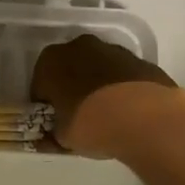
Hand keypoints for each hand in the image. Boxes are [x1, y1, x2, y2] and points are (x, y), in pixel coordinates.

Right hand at [32, 34, 184, 157]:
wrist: (145, 118)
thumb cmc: (91, 124)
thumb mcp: (63, 137)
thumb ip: (53, 132)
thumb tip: (51, 135)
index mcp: (50, 61)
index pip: (40, 85)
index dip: (46, 105)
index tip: (53, 122)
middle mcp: (79, 47)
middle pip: (69, 69)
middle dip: (71, 89)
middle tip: (77, 116)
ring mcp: (112, 50)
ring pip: (97, 69)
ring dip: (97, 85)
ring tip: (105, 115)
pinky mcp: (140, 60)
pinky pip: (122, 75)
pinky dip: (121, 88)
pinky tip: (126, 111)